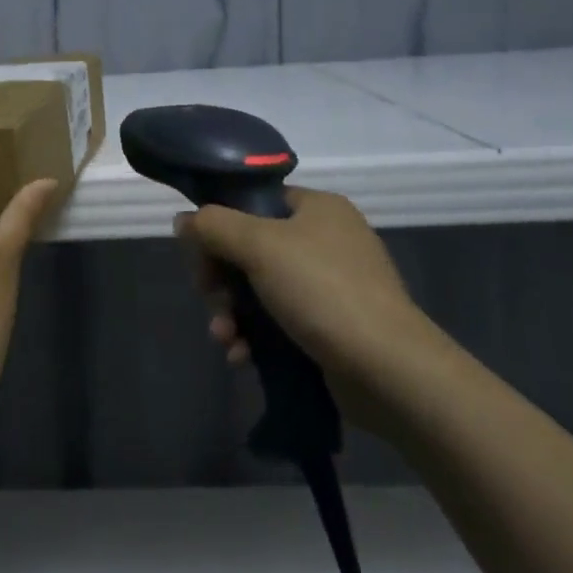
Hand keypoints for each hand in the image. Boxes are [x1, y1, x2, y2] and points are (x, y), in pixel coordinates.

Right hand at [177, 188, 449, 431]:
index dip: (220, 225)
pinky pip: (279, 321)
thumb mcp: (258, 246)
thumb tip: (183, 220)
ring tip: (224, 338)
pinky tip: (241, 355)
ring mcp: (332, 286)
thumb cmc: (322, 291)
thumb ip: (213, 226)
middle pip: (251, 248)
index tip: (200, 256)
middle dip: (222, 280)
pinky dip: (255, 336)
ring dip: (232, 312)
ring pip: (260, 289)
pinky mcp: (332, 327)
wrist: (389, 370)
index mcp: (318, 208)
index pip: (254, 202)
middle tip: (210, 299)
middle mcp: (327, 240)